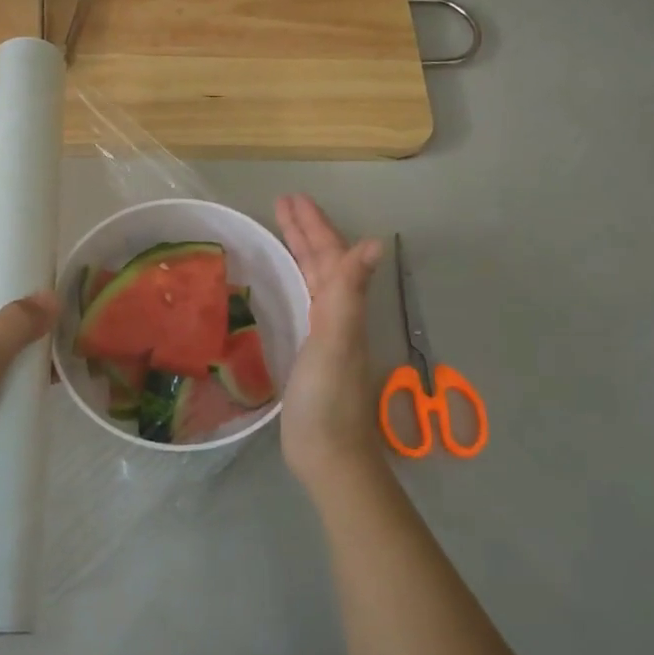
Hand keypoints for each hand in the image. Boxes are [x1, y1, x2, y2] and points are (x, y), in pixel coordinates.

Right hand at [275, 195, 386, 492]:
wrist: (327, 455)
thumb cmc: (328, 398)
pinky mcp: (308, 354)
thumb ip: (349, 292)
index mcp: (343, 307)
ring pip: (312, 281)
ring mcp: (324, 335)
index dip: (312, 226)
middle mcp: (338, 315)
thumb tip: (375, 242)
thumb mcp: (336, 340)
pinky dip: (292, 283)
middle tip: (280, 204)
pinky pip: (302, 303)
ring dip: (297, 252)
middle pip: (322, 263)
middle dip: (303, 231)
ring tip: (278, 230)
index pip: (329, 255)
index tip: (290, 198)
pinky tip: (281, 285)